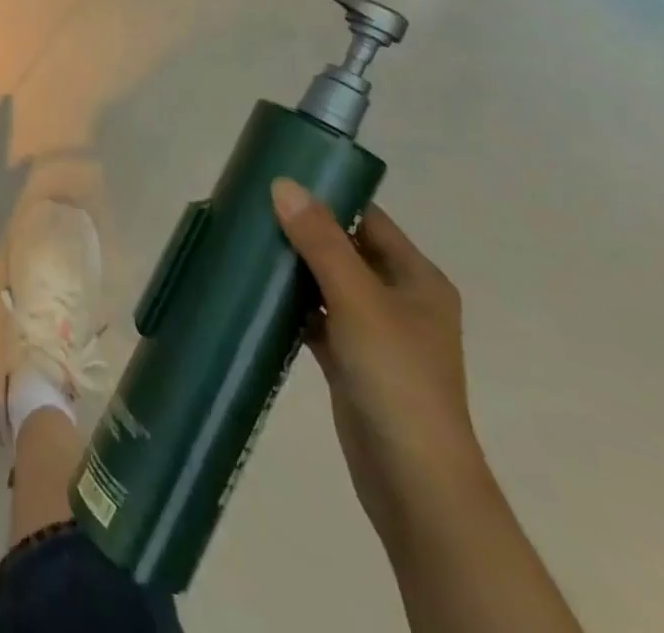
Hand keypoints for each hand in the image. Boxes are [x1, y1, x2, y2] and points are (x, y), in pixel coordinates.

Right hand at [272, 181, 490, 549]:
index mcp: (417, 278)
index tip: (279, 179)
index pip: (369, 218)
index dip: (328, 196)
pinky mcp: (351, 362)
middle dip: (303, 230)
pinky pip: (317, 318)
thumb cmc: (396, 378)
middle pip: (345, 249)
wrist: (414, 483)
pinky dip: (292, 305)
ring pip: (327, 284)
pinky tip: (256, 292)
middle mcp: (399, 299)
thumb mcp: (357, 299)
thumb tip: (283, 183)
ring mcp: (375, 333)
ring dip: (294, 267)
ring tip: (246, 241)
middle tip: (252, 207)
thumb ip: (320, 241)